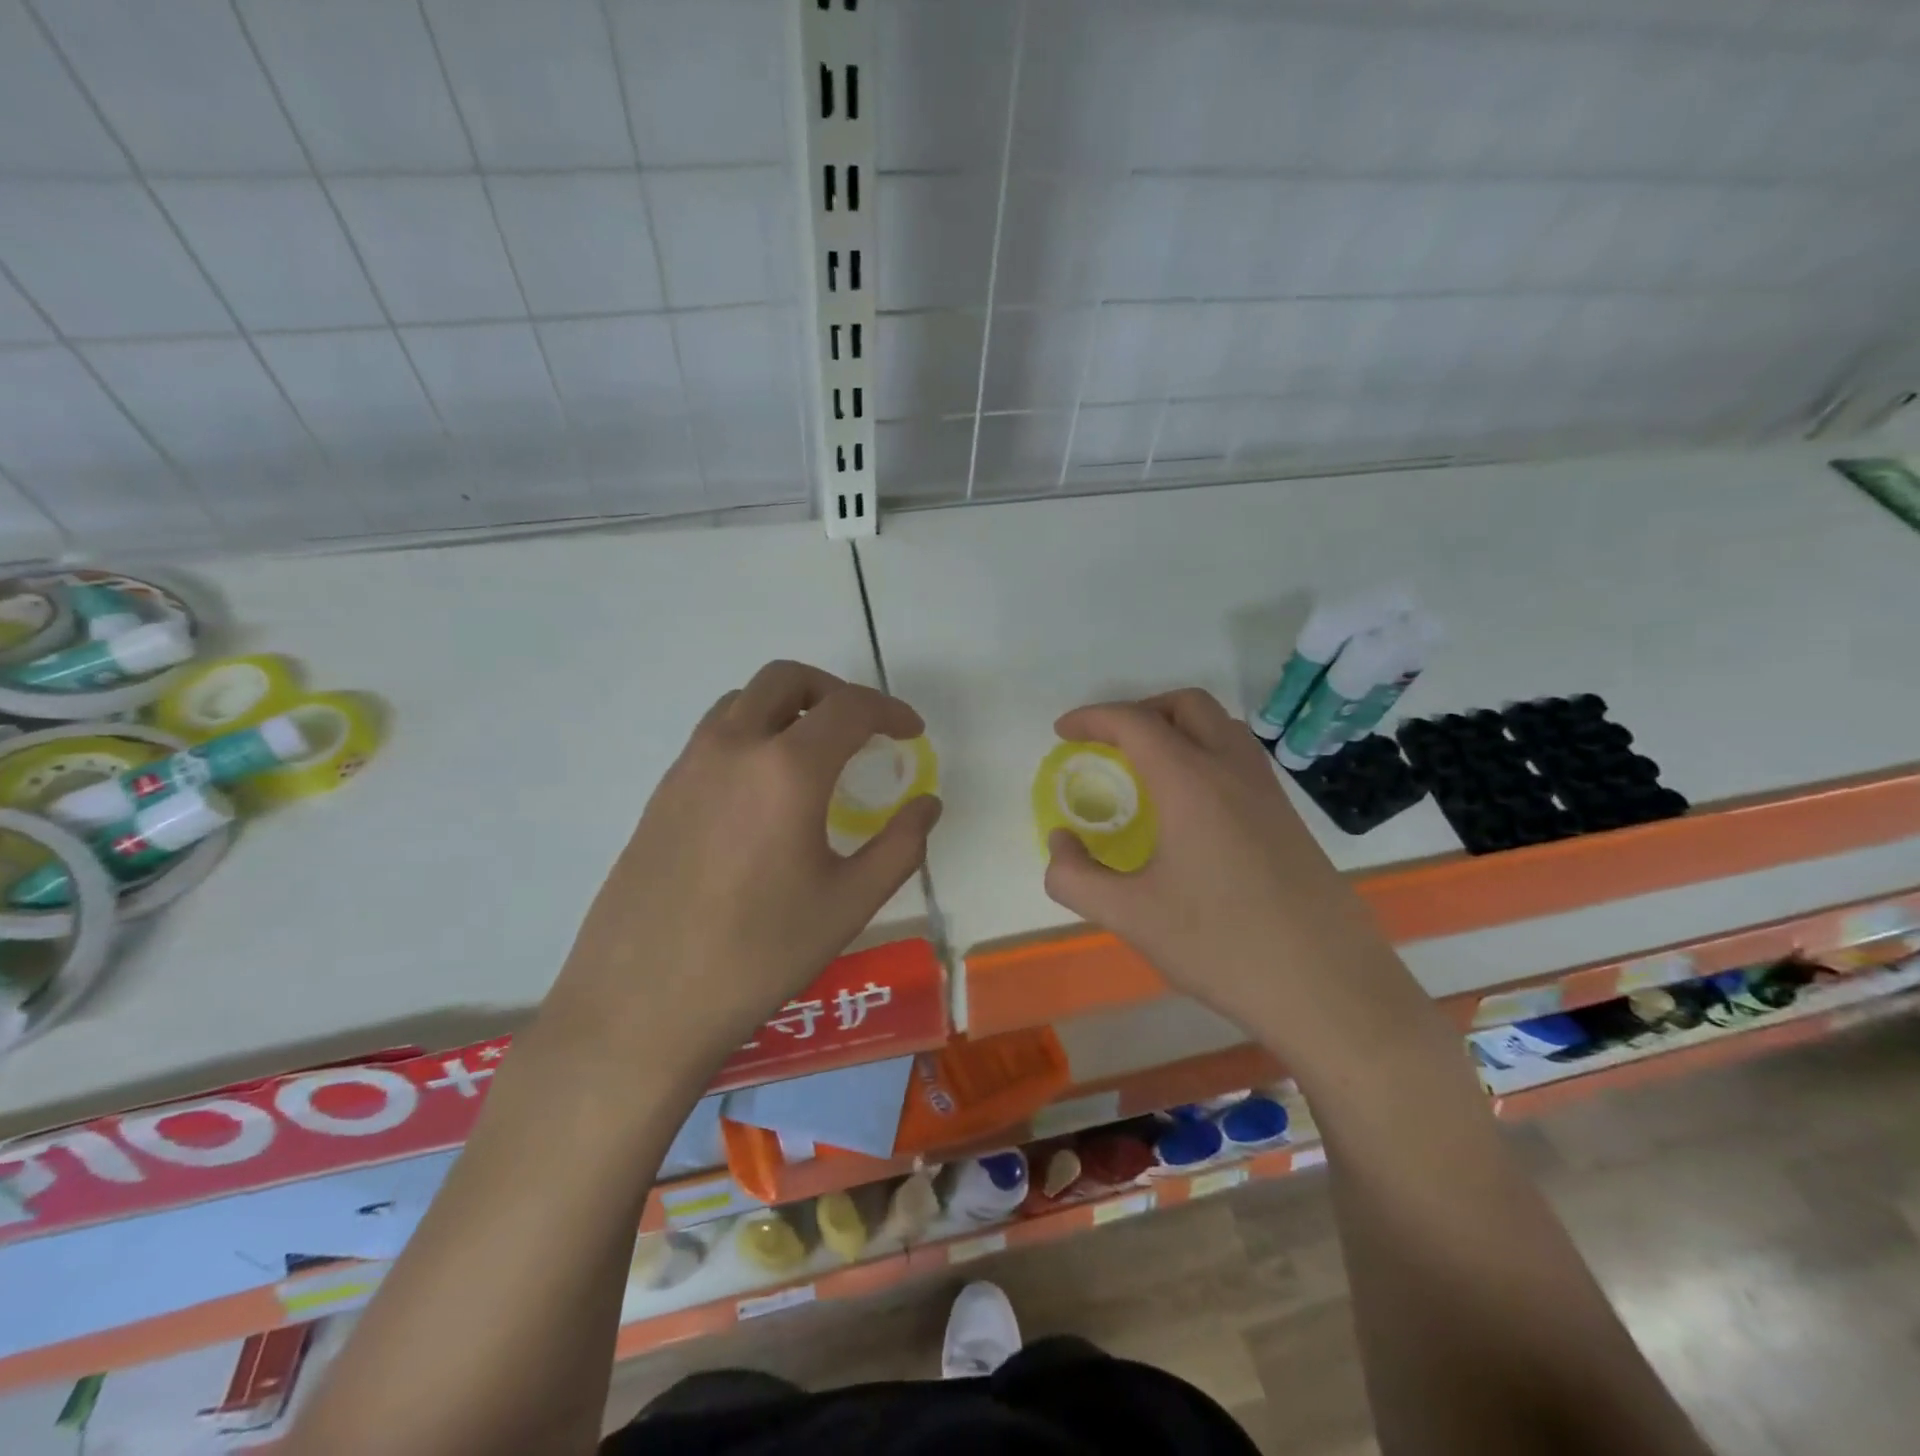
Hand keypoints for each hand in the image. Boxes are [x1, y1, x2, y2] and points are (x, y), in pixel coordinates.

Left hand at [553, 660, 940, 1053]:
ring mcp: (689, 765)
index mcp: (787, 769)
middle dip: (834, 691)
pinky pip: (715, 735)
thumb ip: (901, 845)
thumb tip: (927, 804)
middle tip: (862, 729)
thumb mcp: (849, 903)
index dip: (890, 710)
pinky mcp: (662, 791)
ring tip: (815, 754)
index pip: (849, 708)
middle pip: (787, 679)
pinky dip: (753, 733)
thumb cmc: (759, 955)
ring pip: (744, 701)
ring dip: (788, 707)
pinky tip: (765, 792)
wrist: (641, 1003)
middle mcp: (734, 747)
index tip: (911, 732)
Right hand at [1042, 689, 1399, 1041]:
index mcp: (1191, 783)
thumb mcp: (1130, 916)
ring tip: (1147, 768)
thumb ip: (1075, 876)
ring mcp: (1269, 793)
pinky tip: (1191, 807)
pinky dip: (1206, 754)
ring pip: (1222, 726)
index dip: (1092, 718)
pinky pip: (1241, 759)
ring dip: (1178, 728)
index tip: (1063, 731)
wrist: (1329, 988)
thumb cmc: (1221, 946)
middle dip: (1140, 710)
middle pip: (1187, 705)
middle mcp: (1233, 771)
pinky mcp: (1290, 819)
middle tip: (1108, 744)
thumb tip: (1059, 844)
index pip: (1135, 723)